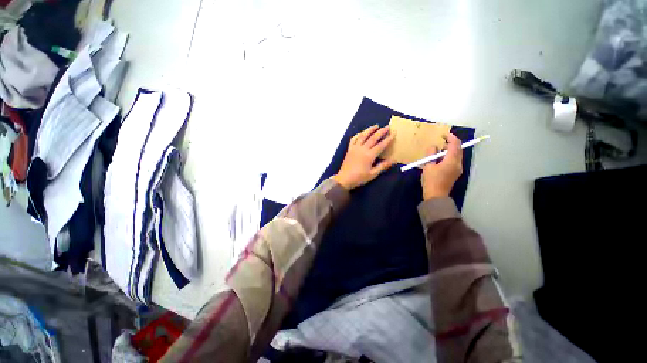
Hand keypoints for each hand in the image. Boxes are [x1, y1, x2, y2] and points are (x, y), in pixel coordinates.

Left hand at [334, 125, 394, 189]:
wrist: (344, 179)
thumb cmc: (359, 178)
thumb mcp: (372, 174)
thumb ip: (383, 166)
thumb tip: (393, 160)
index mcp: (369, 155)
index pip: (381, 145)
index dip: (388, 139)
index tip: (394, 133)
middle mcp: (362, 149)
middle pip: (373, 138)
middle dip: (381, 131)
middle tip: (387, 127)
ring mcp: (355, 148)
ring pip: (363, 136)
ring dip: (370, 130)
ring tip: (376, 126)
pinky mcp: (349, 149)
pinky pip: (353, 139)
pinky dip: (358, 134)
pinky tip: (361, 133)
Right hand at [421, 133, 462, 199]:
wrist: (436, 196)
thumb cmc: (431, 181)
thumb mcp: (428, 166)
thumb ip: (431, 155)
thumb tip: (433, 147)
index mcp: (452, 161)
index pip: (455, 144)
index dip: (450, 137)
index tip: (443, 135)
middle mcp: (458, 163)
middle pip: (457, 149)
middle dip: (449, 144)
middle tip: (438, 144)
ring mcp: (457, 169)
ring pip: (456, 155)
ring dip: (448, 151)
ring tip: (436, 153)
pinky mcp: (455, 173)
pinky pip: (453, 161)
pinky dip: (448, 157)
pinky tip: (438, 161)